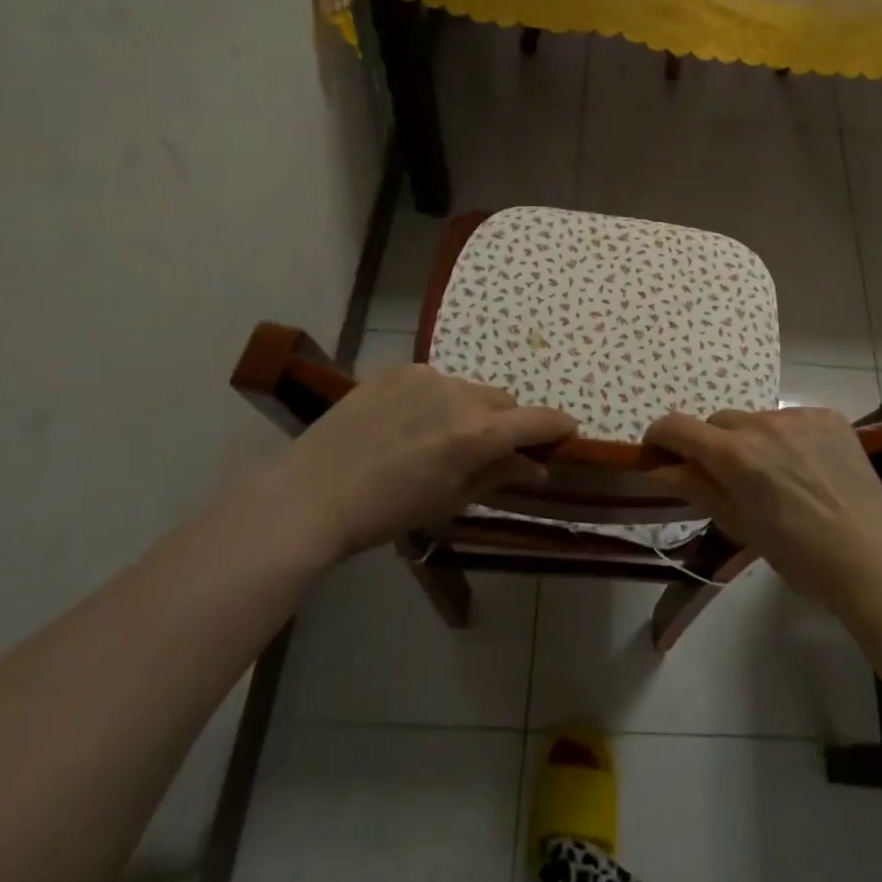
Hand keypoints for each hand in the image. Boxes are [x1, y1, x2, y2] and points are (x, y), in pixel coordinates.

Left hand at [265, 364, 576, 561]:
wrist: (312, 494)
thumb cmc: (387, 511)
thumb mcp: (450, 500)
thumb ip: (500, 475)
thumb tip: (538, 467)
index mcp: (477, 433)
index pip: (537, 420)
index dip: (558, 425)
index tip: (569, 431)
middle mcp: (459, 395)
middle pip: (503, 401)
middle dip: (507, 422)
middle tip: (488, 449)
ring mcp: (426, 377)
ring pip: (468, 389)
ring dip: (469, 409)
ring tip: (437, 437)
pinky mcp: (396, 370)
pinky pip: (433, 382)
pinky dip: (435, 399)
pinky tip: (407, 424)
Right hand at [643, 407, 881, 611]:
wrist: (872, 557)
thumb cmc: (799, 555)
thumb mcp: (739, 525)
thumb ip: (696, 488)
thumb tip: (657, 469)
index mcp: (736, 455)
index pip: (678, 427)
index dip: (661, 437)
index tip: (660, 454)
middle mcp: (763, 424)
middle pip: (718, 422)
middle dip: (712, 446)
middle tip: (729, 480)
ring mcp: (799, 416)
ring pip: (755, 420)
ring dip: (751, 441)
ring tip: (777, 477)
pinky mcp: (828, 416)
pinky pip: (790, 419)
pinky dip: (786, 438)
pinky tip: (806, 469)